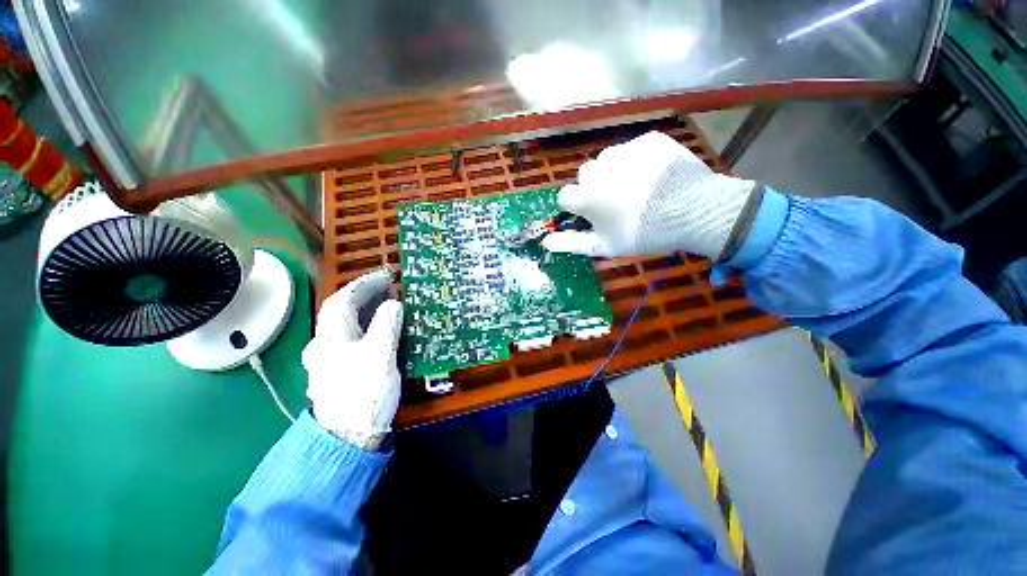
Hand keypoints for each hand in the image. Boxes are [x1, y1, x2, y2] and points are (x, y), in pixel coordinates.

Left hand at [302, 270, 402, 449]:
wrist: (348, 437)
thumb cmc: (363, 393)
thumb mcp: (380, 355)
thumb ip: (386, 325)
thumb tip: (393, 304)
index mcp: (332, 338)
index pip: (344, 299)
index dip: (366, 284)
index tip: (387, 276)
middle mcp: (324, 345)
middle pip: (339, 310)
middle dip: (363, 294)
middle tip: (388, 288)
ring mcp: (329, 359)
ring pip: (344, 325)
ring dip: (363, 309)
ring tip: (386, 303)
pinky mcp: (338, 371)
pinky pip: (350, 338)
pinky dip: (364, 326)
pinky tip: (377, 329)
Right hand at [541, 131, 757, 259]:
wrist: (695, 212)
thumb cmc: (644, 234)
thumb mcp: (604, 246)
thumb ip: (571, 243)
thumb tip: (545, 242)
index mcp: (588, 197)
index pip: (565, 195)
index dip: (577, 206)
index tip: (591, 213)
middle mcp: (601, 170)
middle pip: (585, 174)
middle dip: (595, 187)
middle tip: (617, 201)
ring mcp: (627, 152)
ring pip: (607, 159)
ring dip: (614, 171)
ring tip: (636, 186)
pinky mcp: (649, 140)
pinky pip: (632, 148)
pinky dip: (637, 159)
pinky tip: (652, 175)